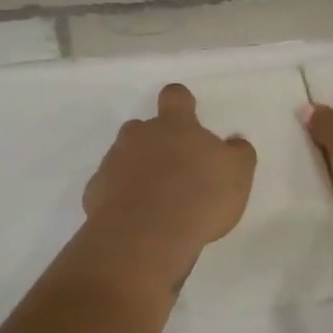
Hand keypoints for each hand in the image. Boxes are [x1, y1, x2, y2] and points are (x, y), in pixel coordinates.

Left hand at [84, 84, 256, 263]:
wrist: (146, 235)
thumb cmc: (199, 196)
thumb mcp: (237, 174)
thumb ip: (238, 153)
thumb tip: (235, 142)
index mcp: (175, 125)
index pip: (175, 96)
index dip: (180, 102)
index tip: (187, 115)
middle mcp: (140, 136)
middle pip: (143, 127)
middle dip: (155, 142)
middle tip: (173, 170)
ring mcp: (113, 162)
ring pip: (124, 157)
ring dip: (137, 170)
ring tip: (155, 201)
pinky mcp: (95, 191)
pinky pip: (108, 187)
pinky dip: (120, 198)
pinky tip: (135, 220)